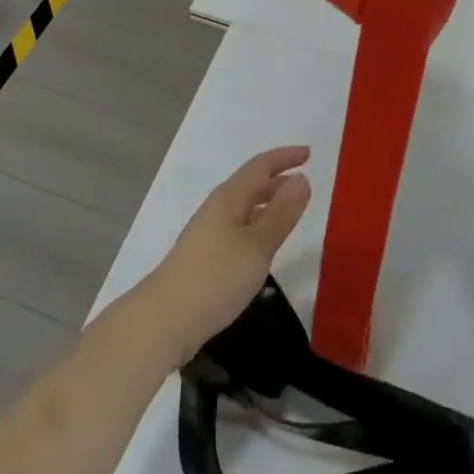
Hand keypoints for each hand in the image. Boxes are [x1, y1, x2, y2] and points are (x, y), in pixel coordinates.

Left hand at [140, 147, 311, 366]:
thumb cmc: (215, 278)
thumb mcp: (257, 246)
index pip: (260, 166)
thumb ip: (281, 214)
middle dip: (278, 179)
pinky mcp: (206, 256)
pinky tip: (264, 244)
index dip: (284, 157)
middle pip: (250, 184)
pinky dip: (258, 224)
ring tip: (290, 211)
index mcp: (229, 198)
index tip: (309, 153)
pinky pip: (239, 227)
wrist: (164, 320)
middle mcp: (217, 208)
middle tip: (305, 184)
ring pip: (244, 207)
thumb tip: (302, 179)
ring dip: (268, 203)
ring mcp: (208, 233)